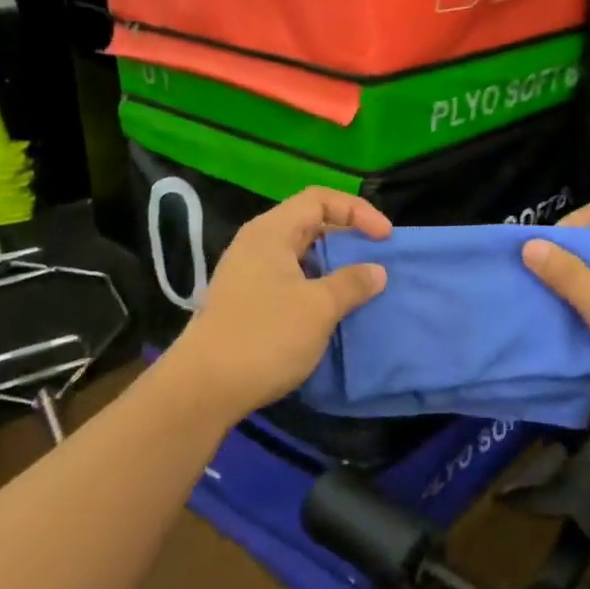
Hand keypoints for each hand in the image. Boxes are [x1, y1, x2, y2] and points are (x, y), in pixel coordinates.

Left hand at [165, 187, 390, 420]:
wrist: (205, 389)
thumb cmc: (265, 337)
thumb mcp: (318, 307)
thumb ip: (352, 283)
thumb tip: (376, 271)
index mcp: (271, 232)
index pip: (319, 199)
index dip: (357, 211)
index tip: (385, 238)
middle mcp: (257, 245)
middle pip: (310, 223)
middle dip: (348, 236)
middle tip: (378, 258)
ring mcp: (250, 275)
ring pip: (301, 255)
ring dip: (334, 265)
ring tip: (363, 284)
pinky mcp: (249, 302)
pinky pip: (292, 280)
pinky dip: (318, 286)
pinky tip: (334, 309)